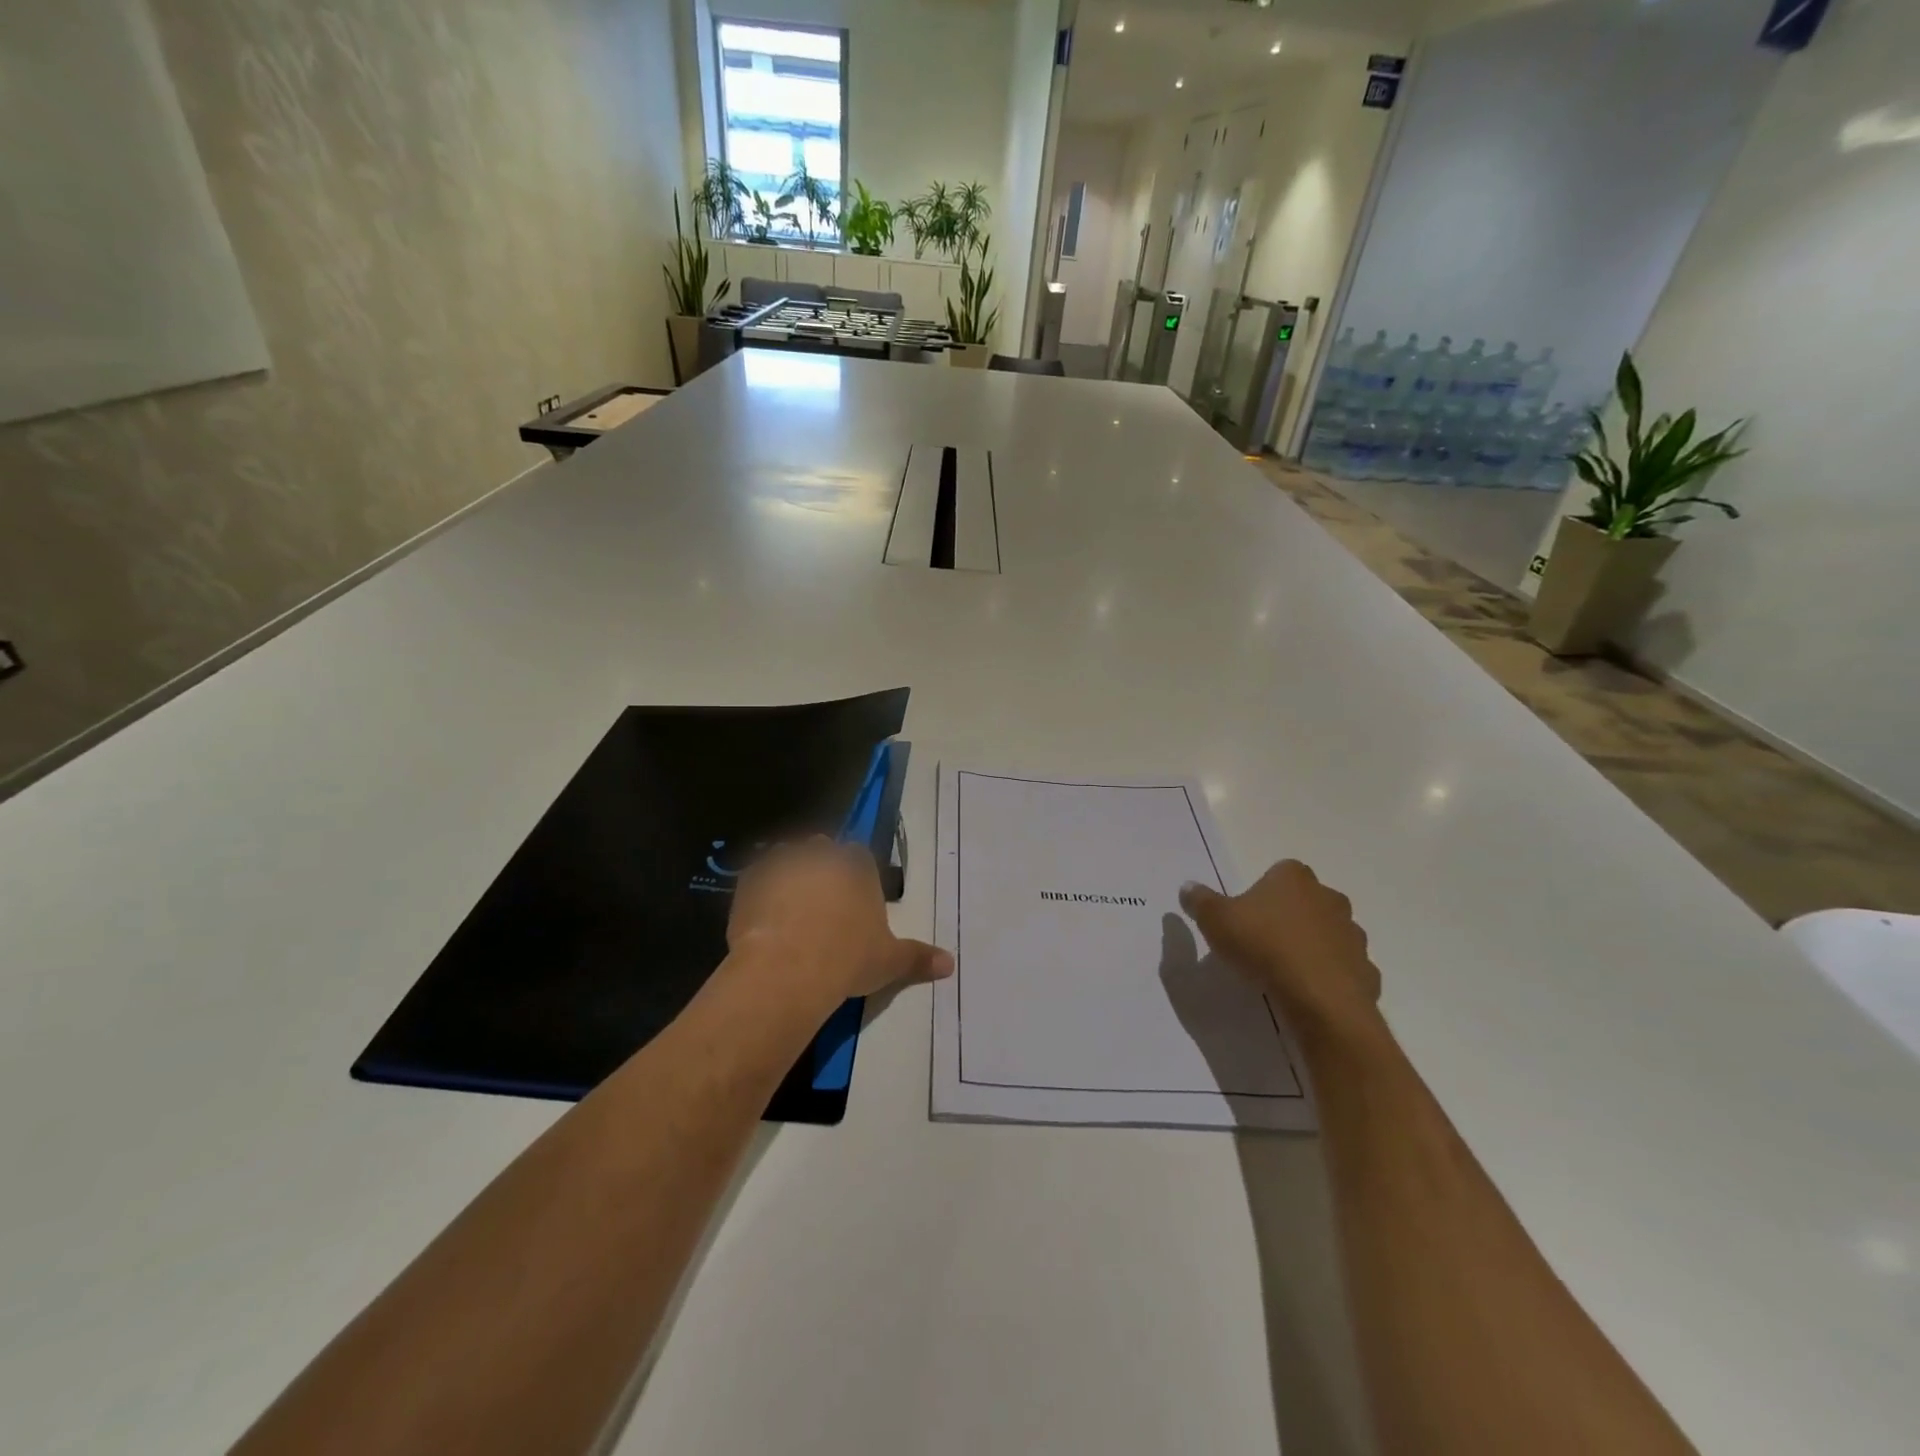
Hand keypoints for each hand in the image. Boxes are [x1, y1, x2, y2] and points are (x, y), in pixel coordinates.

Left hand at [727, 837, 952, 1003]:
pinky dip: (759, 893)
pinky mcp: (749, 878)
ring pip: (787, 859)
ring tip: (788, 912)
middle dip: (821, 870)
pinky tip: (761, 920)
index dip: (854, 875)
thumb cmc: (848, 959)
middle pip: (821, 851)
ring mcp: (782, 861)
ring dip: (788, 876)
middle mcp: (820, 853)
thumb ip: (918, 958)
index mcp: (857, 865)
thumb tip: (951, 964)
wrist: (788, 969)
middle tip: (820, 906)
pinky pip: (756, 878)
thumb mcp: (890, 961)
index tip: (851, 900)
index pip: (859, 855)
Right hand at [1179, 860, 1381, 1039]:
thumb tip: (1188, 886)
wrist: (1320, 999)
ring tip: (1283, 971)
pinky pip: (1342, 968)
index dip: (1262, 892)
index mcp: (1294, 878)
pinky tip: (1307, 992)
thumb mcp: (1216, 920)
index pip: (1279, 872)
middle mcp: (1330, 898)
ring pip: (1328, 934)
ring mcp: (1353, 934)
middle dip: (1288, 916)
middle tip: (1262, 941)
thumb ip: (1200, 901)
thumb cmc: (1264, 946)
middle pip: (1306, 901)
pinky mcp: (1366, 970)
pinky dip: (1328, 976)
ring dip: (1311, 946)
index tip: (1246, 915)